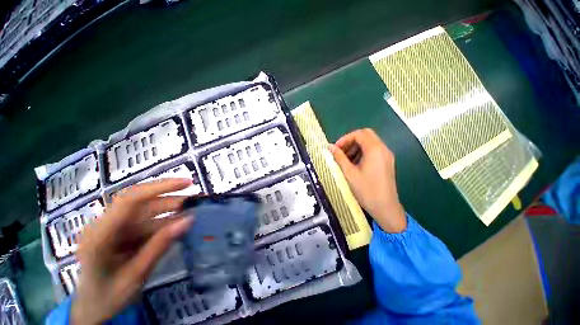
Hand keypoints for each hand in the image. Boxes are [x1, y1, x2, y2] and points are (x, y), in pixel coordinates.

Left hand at [71, 178, 194, 324]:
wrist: (91, 306)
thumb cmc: (110, 298)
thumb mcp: (136, 277)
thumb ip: (157, 249)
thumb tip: (184, 223)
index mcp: (100, 235)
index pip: (129, 201)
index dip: (157, 188)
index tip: (184, 183)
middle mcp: (100, 225)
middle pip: (133, 205)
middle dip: (162, 200)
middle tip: (192, 201)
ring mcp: (104, 229)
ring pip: (135, 216)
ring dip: (159, 214)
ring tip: (185, 213)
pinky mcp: (109, 235)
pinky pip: (132, 228)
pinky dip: (151, 229)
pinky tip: (168, 229)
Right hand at [329, 128, 405, 232]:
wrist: (386, 207)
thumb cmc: (367, 191)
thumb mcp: (350, 175)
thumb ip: (340, 158)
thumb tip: (330, 147)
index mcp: (374, 149)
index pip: (359, 134)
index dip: (345, 139)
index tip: (335, 149)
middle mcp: (383, 148)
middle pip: (366, 135)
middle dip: (352, 141)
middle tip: (341, 152)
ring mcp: (387, 155)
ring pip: (371, 142)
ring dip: (358, 147)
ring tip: (347, 160)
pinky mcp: (389, 162)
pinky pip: (376, 150)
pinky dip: (365, 152)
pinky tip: (357, 165)